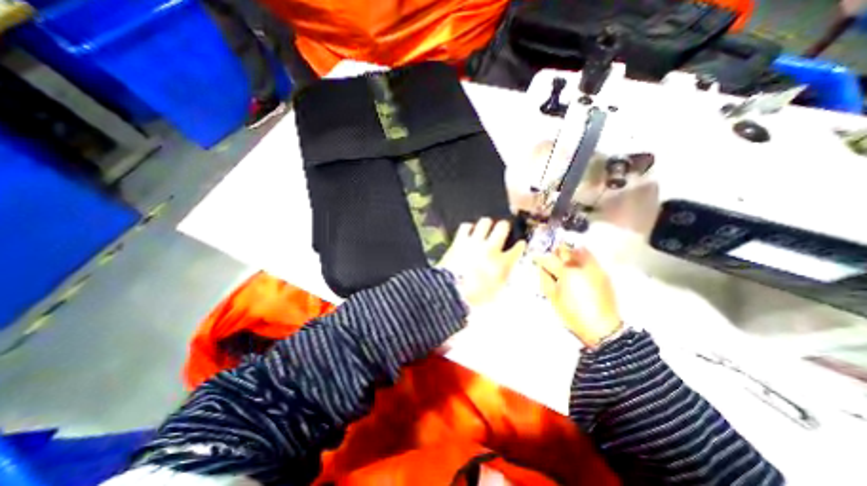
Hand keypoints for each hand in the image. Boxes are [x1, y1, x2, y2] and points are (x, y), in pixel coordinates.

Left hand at [437, 218, 524, 309]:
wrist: (450, 292)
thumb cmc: (475, 297)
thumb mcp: (496, 292)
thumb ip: (504, 277)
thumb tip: (506, 270)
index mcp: (502, 264)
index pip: (518, 248)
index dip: (520, 244)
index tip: (520, 243)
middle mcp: (490, 249)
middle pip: (502, 227)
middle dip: (504, 226)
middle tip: (502, 229)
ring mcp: (474, 243)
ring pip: (485, 222)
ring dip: (487, 224)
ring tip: (485, 228)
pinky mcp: (459, 241)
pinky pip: (466, 226)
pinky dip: (469, 228)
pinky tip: (469, 232)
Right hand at [537, 244, 623, 347]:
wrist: (602, 327)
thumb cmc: (572, 313)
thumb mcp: (552, 297)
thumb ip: (545, 278)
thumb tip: (541, 267)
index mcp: (565, 272)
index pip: (548, 258)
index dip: (539, 258)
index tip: (535, 259)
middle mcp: (580, 265)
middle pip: (564, 249)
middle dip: (555, 252)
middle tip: (551, 259)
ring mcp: (593, 267)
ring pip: (578, 250)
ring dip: (569, 253)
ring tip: (565, 261)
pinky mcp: (602, 272)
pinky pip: (590, 258)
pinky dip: (581, 257)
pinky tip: (577, 266)